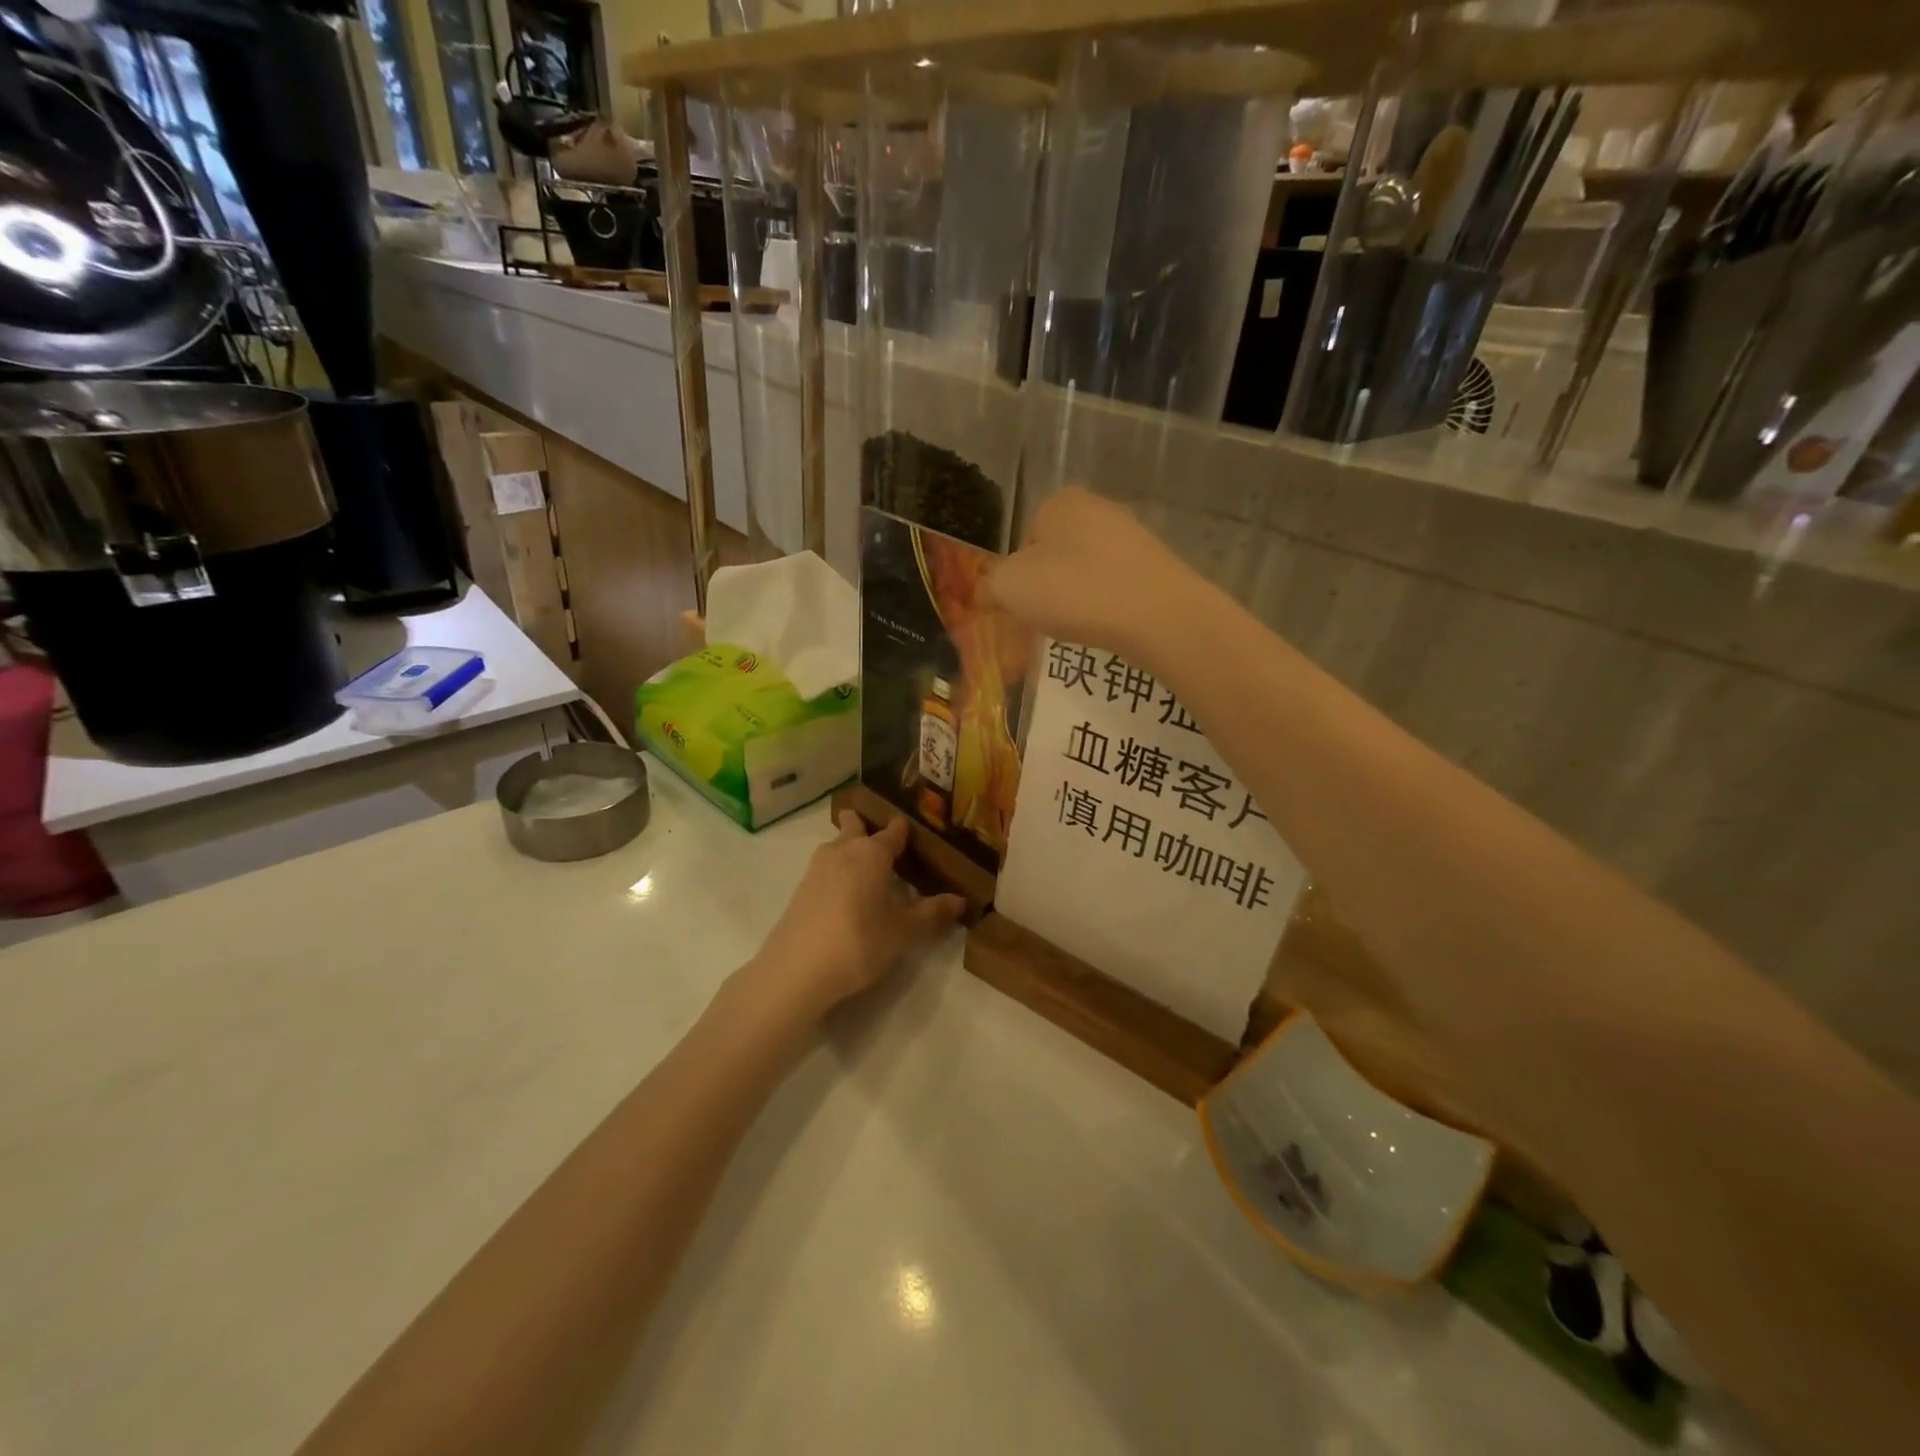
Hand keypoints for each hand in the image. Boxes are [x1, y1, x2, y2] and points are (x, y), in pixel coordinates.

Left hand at [740, 812, 963, 1022]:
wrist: (796, 970)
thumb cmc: (859, 942)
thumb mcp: (903, 932)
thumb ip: (932, 913)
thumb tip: (961, 900)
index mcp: (871, 853)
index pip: (893, 831)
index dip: (905, 830)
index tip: (916, 832)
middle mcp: (843, 850)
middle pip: (855, 826)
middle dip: (867, 826)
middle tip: (885, 840)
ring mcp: (817, 868)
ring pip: (836, 845)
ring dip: (850, 848)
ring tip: (868, 867)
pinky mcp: (801, 889)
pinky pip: (825, 868)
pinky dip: (838, 871)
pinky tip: (846, 893)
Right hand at [982, 488, 1209, 671]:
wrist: (1157, 616)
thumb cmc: (1074, 591)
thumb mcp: (1010, 588)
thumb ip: (990, 585)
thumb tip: (987, 590)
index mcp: (1060, 502)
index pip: (1024, 540)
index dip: (1017, 577)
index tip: (1021, 606)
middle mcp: (1099, 508)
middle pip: (1056, 556)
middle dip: (1048, 588)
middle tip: (1046, 620)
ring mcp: (1133, 536)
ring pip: (1087, 573)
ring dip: (1077, 599)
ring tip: (1079, 628)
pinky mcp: (1158, 566)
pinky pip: (1116, 588)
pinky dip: (1106, 607)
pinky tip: (1108, 627)